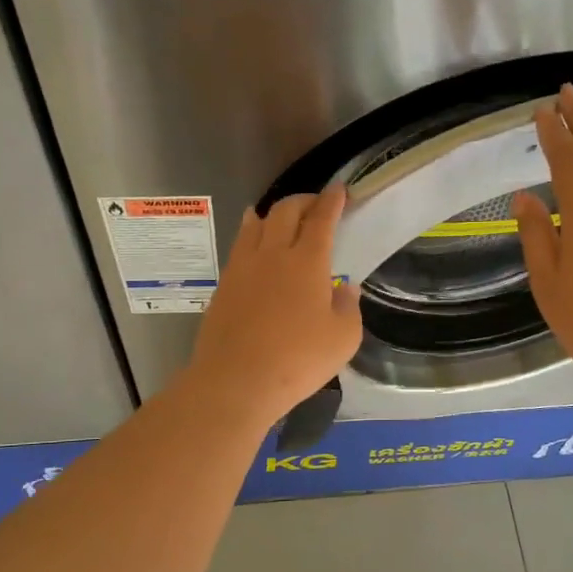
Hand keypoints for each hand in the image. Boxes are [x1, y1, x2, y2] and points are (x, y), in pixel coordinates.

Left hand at [183, 184, 363, 425]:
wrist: (236, 380)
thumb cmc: (298, 361)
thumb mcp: (343, 339)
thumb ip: (348, 307)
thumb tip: (344, 288)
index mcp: (308, 262)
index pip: (321, 219)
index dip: (332, 201)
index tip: (339, 190)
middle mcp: (274, 253)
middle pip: (286, 210)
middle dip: (304, 200)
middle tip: (315, 204)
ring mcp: (243, 267)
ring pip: (256, 223)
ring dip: (273, 213)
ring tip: (281, 216)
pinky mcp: (224, 284)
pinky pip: (240, 245)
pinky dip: (251, 233)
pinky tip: (254, 243)